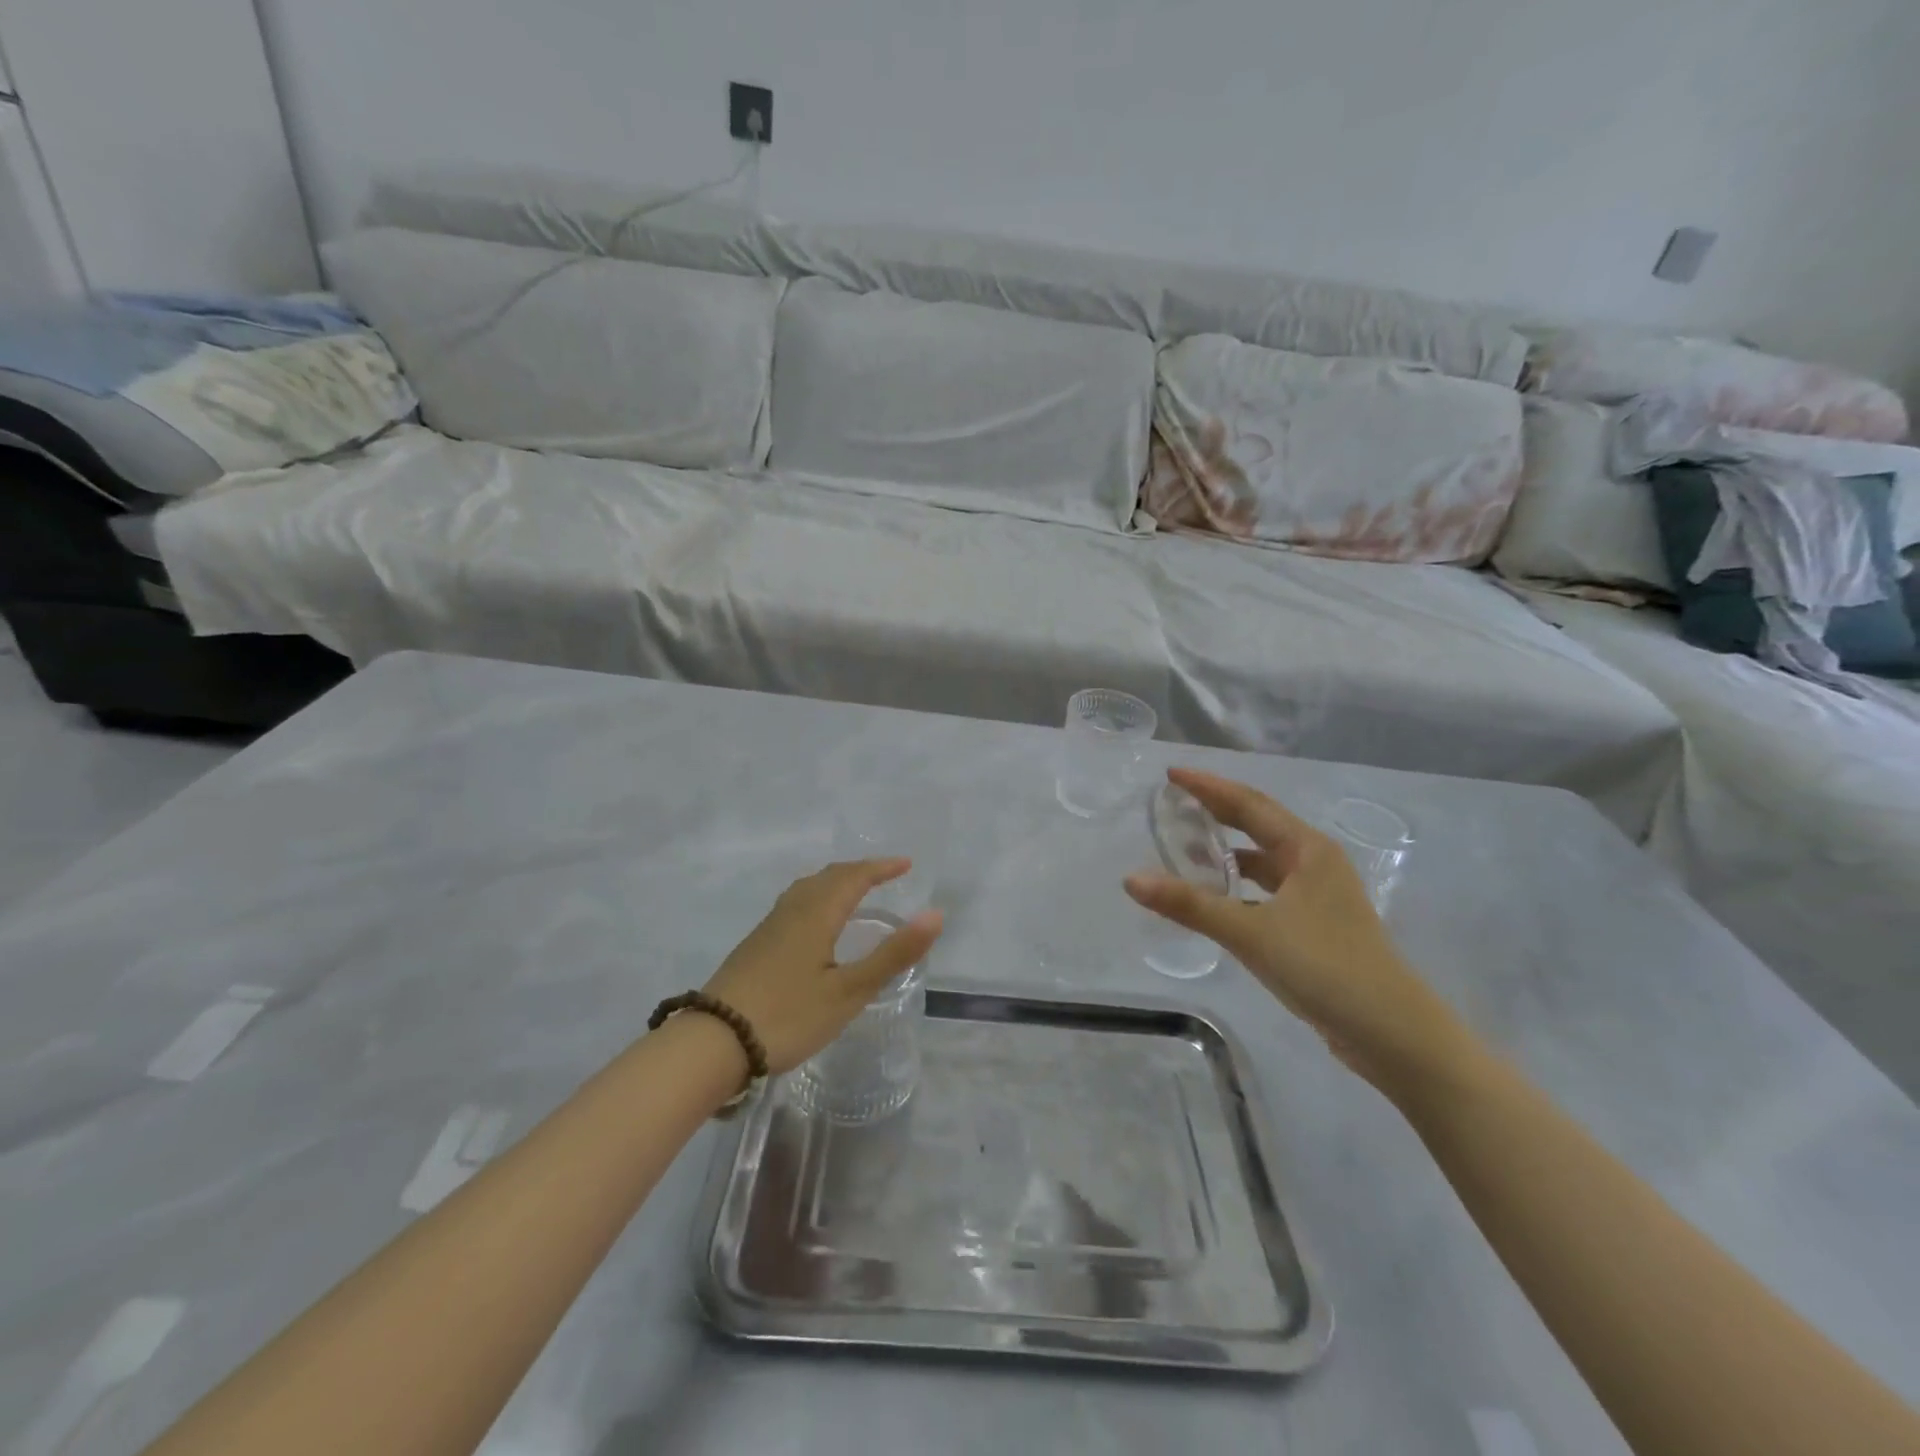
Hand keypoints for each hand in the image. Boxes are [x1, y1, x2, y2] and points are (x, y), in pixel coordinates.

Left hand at [701, 860, 944, 1074]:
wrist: (713, 1041)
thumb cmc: (788, 1016)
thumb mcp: (849, 991)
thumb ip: (893, 954)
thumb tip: (935, 914)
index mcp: (817, 914)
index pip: (855, 877)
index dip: (882, 868)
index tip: (906, 865)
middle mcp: (792, 910)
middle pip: (829, 877)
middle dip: (860, 871)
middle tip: (886, 875)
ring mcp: (768, 927)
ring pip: (807, 888)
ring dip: (836, 881)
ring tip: (854, 891)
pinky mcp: (755, 945)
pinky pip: (794, 903)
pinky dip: (817, 897)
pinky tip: (815, 923)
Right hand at [1124, 768, 1477, 1097]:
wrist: (1392, 1034)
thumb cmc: (1325, 967)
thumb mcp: (1251, 932)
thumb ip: (1190, 905)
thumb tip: (1131, 879)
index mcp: (1307, 850)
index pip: (1249, 804)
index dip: (1208, 787)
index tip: (1171, 774)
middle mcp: (1315, 863)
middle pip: (1257, 825)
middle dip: (1216, 811)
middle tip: (1173, 802)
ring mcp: (1319, 896)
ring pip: (1263, 861)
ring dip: (1227, 851)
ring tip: (1186, 848)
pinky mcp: (1315, 926)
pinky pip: (1267, 890)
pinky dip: (1239, 886)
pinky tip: (1216, 898)